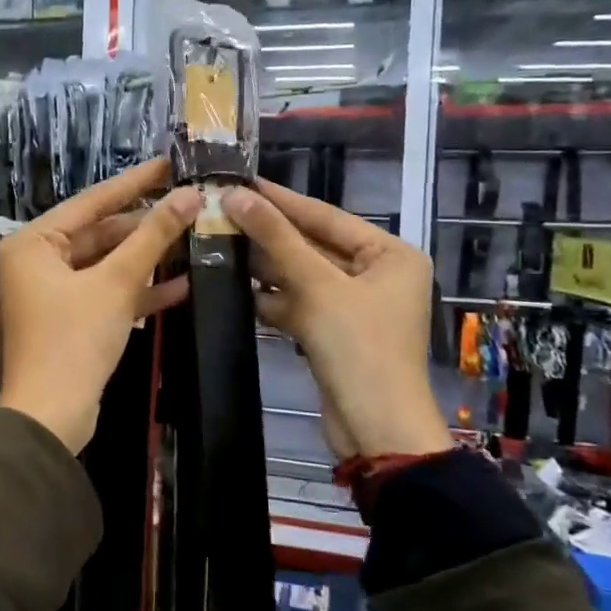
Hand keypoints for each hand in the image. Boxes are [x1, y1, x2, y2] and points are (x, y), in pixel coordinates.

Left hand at [0, 159, 199, 451]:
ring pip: (106, 264)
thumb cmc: (74, 340)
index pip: (91, 201)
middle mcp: (37, 261)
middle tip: (189, 206)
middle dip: (145, 226)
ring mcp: (52, 292)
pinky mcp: (69, 320)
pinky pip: (105, 293)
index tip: (170, 164)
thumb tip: (190, 195)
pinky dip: (137, 291)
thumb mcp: (116, 283)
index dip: (135, 182)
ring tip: (192, 238)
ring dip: (146, 258)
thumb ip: (152, 236)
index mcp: (34, 243)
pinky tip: (180, 284)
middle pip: (100, 233)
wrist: (51, 416)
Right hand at [223, 181, 451, 459]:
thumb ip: (277, 239)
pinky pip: (300, 304)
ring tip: (219, 243)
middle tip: (222, 212)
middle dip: (269, 235)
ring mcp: (356, 306)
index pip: (327, 216)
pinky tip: (236, 287)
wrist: (375, 428)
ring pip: (303, 276)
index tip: (241, 182)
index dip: (281, 200)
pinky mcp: (335, 333)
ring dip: (266, 267)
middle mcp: (378, 275)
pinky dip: (273, 299)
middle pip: (314, 245)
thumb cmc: (358, 347)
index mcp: (391, 255)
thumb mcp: (318, 286)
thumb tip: (236, 196)